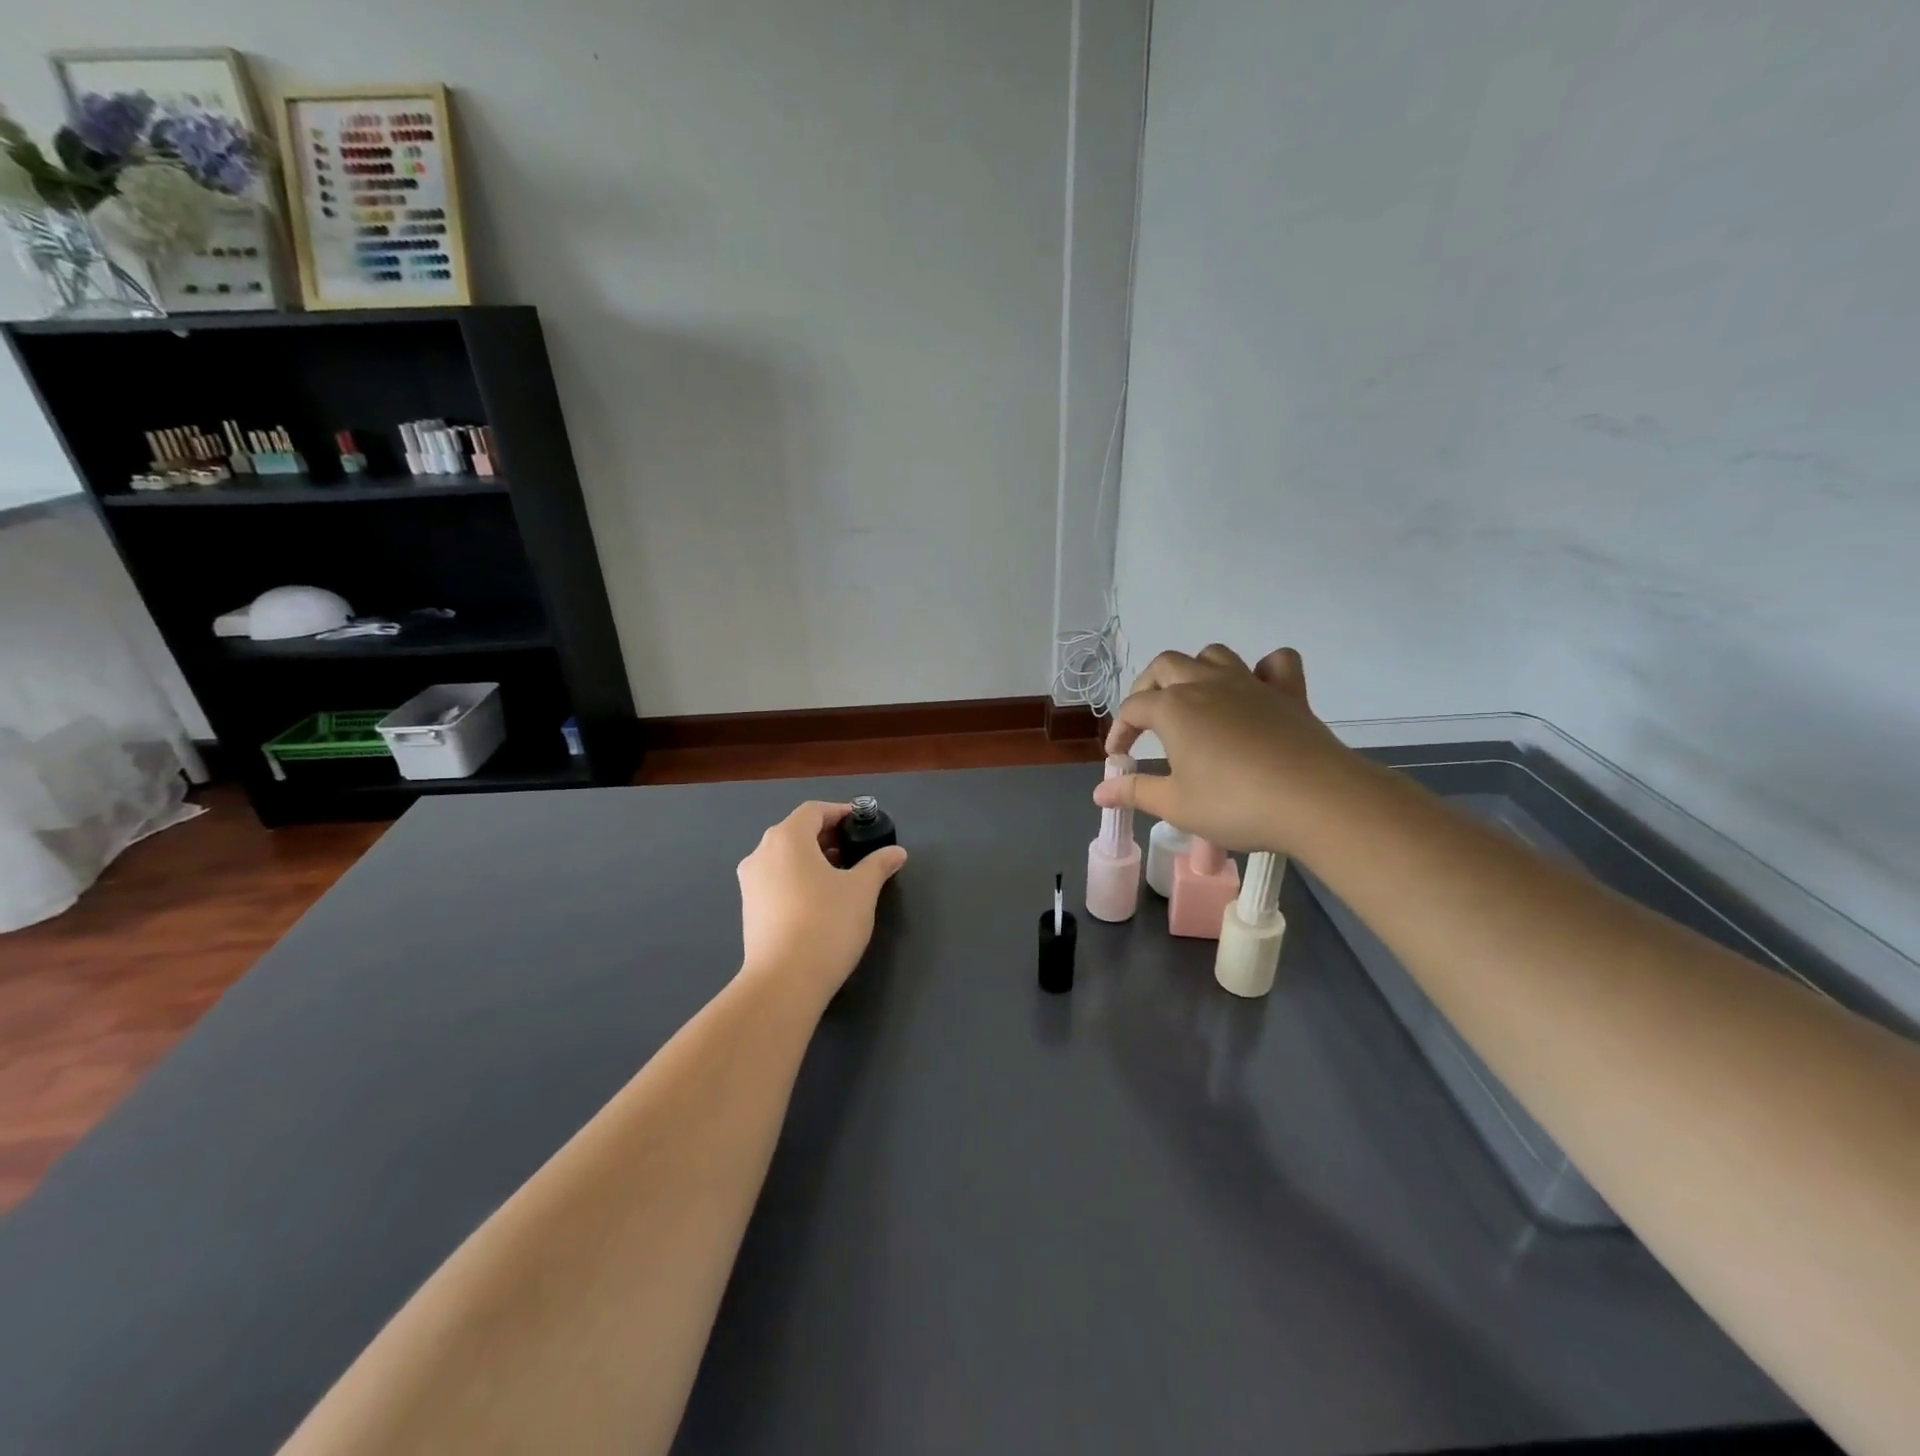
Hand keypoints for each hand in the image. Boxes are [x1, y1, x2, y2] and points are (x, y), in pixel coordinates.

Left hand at [736, 801, 907, 1004]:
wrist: (783, 981)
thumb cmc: (826, 923)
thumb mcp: (862, 890)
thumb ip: (879, 864)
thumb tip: (896, 853)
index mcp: (787, 838)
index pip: (814, 811)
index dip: (840, 813)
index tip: (862, 824)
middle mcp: (761, 853)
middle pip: (796, 832)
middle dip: (827, 837)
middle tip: (856, 850)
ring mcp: (750, 882)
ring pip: (784, 857)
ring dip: (812, 859)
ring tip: (842, 876)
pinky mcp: (748, 909)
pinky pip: (776, 880)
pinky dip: (798, 878)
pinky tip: (820, 901)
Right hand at [1094, 645, 1362, 853]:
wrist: (1316, 800)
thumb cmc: (1235, 803)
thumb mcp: (1176, 805)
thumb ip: (1135, 792)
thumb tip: (1099, 792)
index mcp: (1173, 708)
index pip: (1132, 709)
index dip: (1119, 731)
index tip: (1118, 758)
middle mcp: (1206, 684)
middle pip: (1165, 666)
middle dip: (1147, 688)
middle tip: (1146, 720)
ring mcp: (1249, 683)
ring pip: (1212, 655)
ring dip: (1195, 670)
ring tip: (1193, 699)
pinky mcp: (1288, 692)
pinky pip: (1275, 664)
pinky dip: (1262, 670)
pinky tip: (1256, 690)